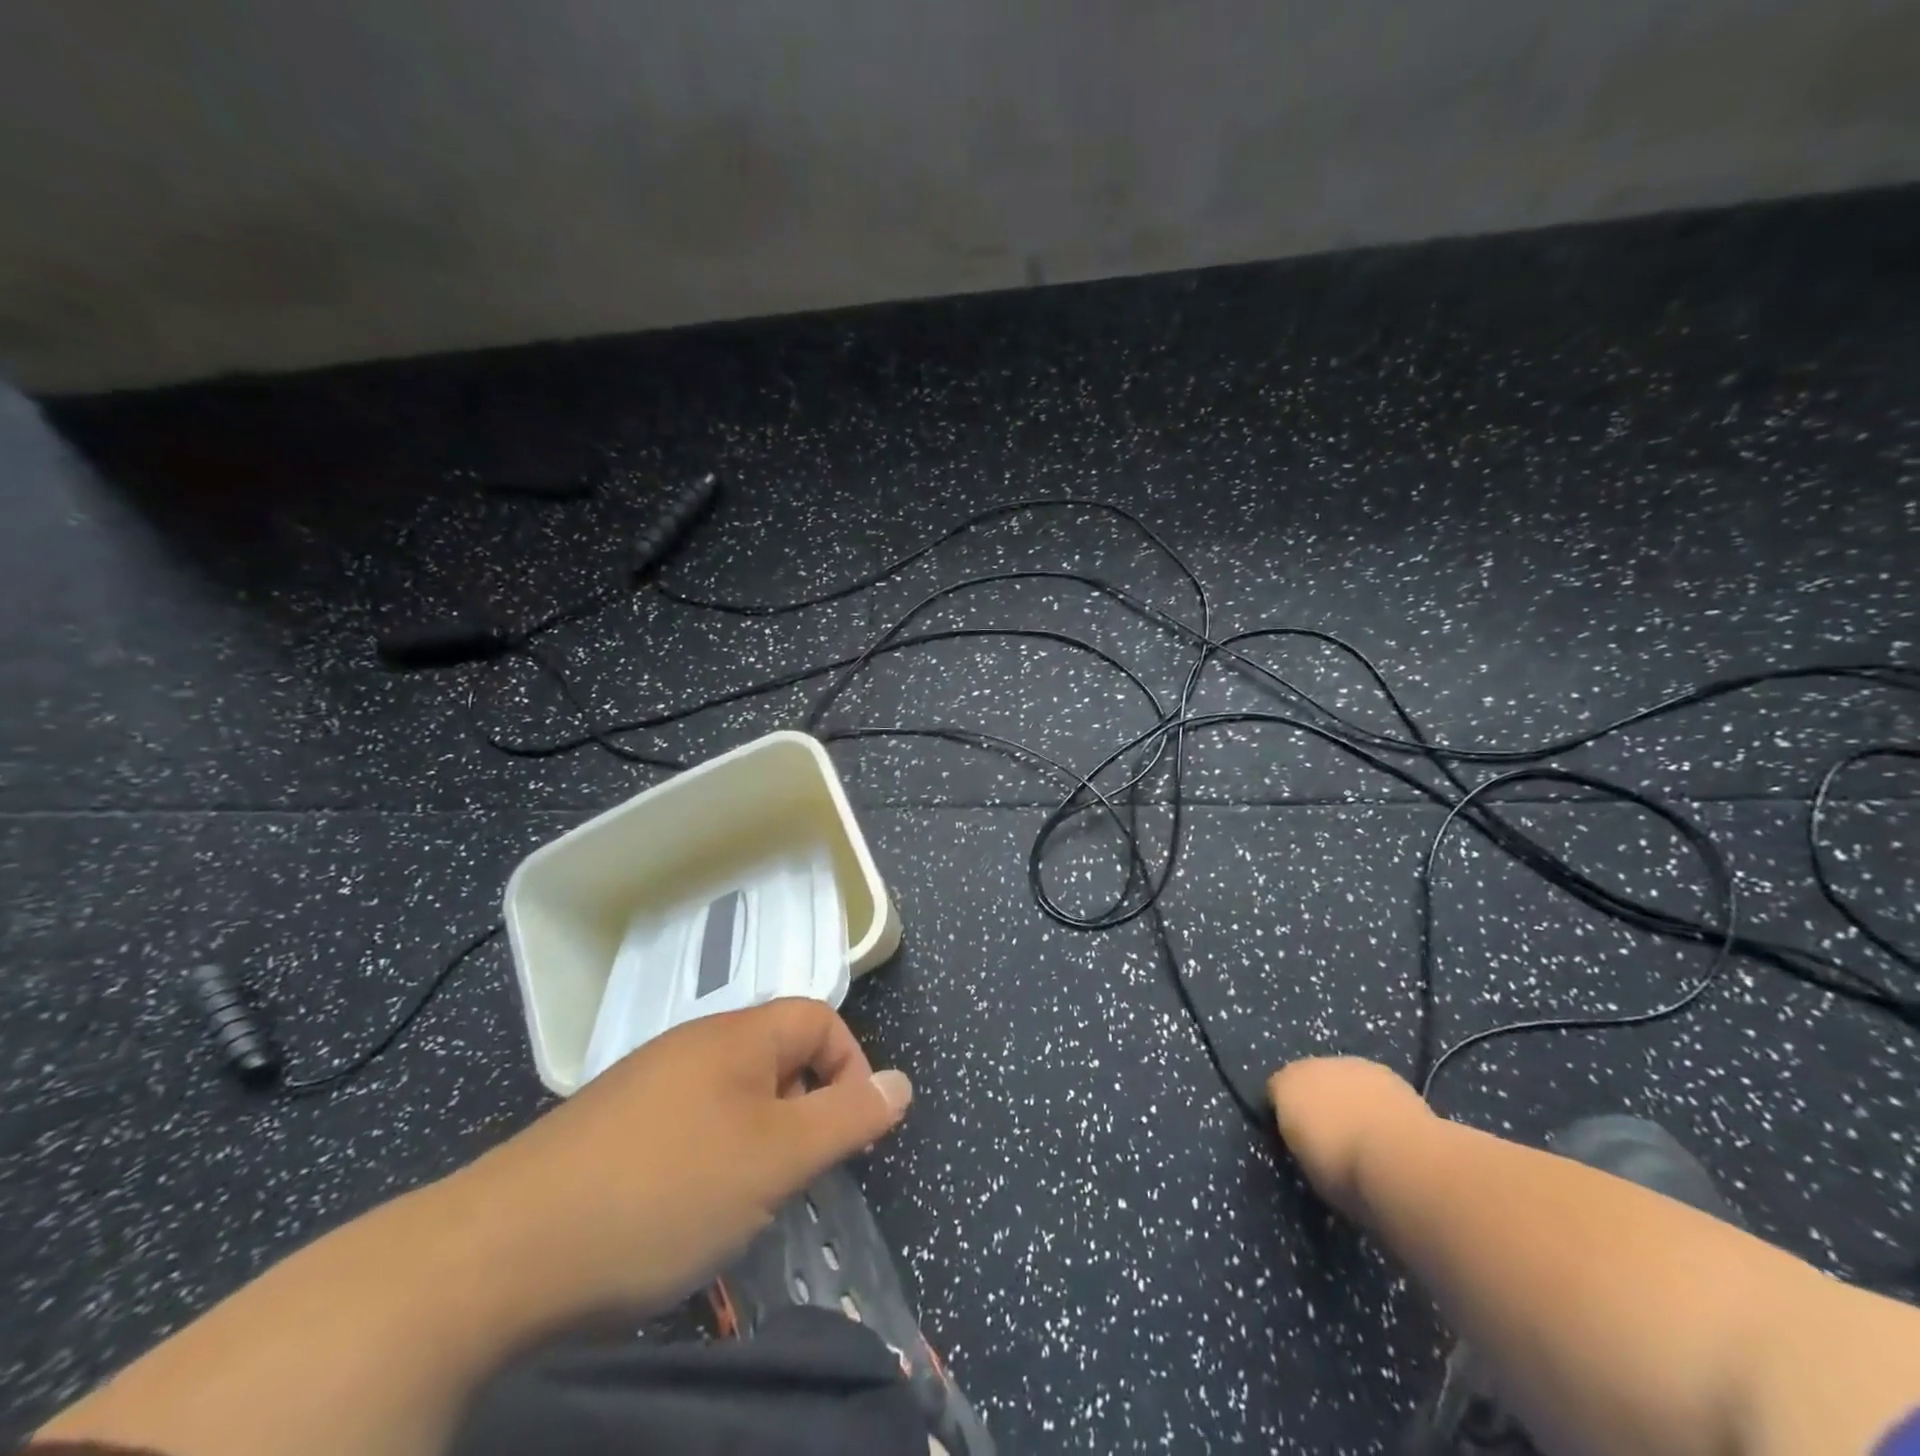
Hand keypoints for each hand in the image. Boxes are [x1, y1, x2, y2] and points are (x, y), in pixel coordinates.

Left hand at [439, 998, 911, 1324]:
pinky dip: (709, 1162)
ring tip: (745, 1204)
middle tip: (795, 1179)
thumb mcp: (774, 1160)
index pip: (820, 1019)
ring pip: (733, 1097)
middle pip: (778, 1056)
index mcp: (735, 1036)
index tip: (846, 1137)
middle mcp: (692, 1045)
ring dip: (758, 1143)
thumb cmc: (662, 1193)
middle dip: (804, 1113)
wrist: (497, 1255)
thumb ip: (846, 1118)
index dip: (850, 1068)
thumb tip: (902, 1083)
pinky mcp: (610, 1128)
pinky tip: (685, 1215)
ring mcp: (646, 1085)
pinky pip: (687, 1126)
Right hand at [1267, 1056, 1428, 1215]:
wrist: (1400, 1157)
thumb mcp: (1307, 1164)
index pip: (1276, 1091)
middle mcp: (1313, 1065)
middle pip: (1311, 1080)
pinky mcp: (1388, 1073)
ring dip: (1349, 1099)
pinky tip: (1389, 1129)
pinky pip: (1373, 1087)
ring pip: (1343, 1080)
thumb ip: (1301, 1141)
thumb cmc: (1342, 1167)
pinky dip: (1376, 1102)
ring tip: (1365, 1135)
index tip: (1297, 1140)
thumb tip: (1307, 1140)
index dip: (1285, 1114)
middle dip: (1318, 1102)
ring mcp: (1353, 1065)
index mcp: (1285, 1085)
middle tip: (1331, 1137)